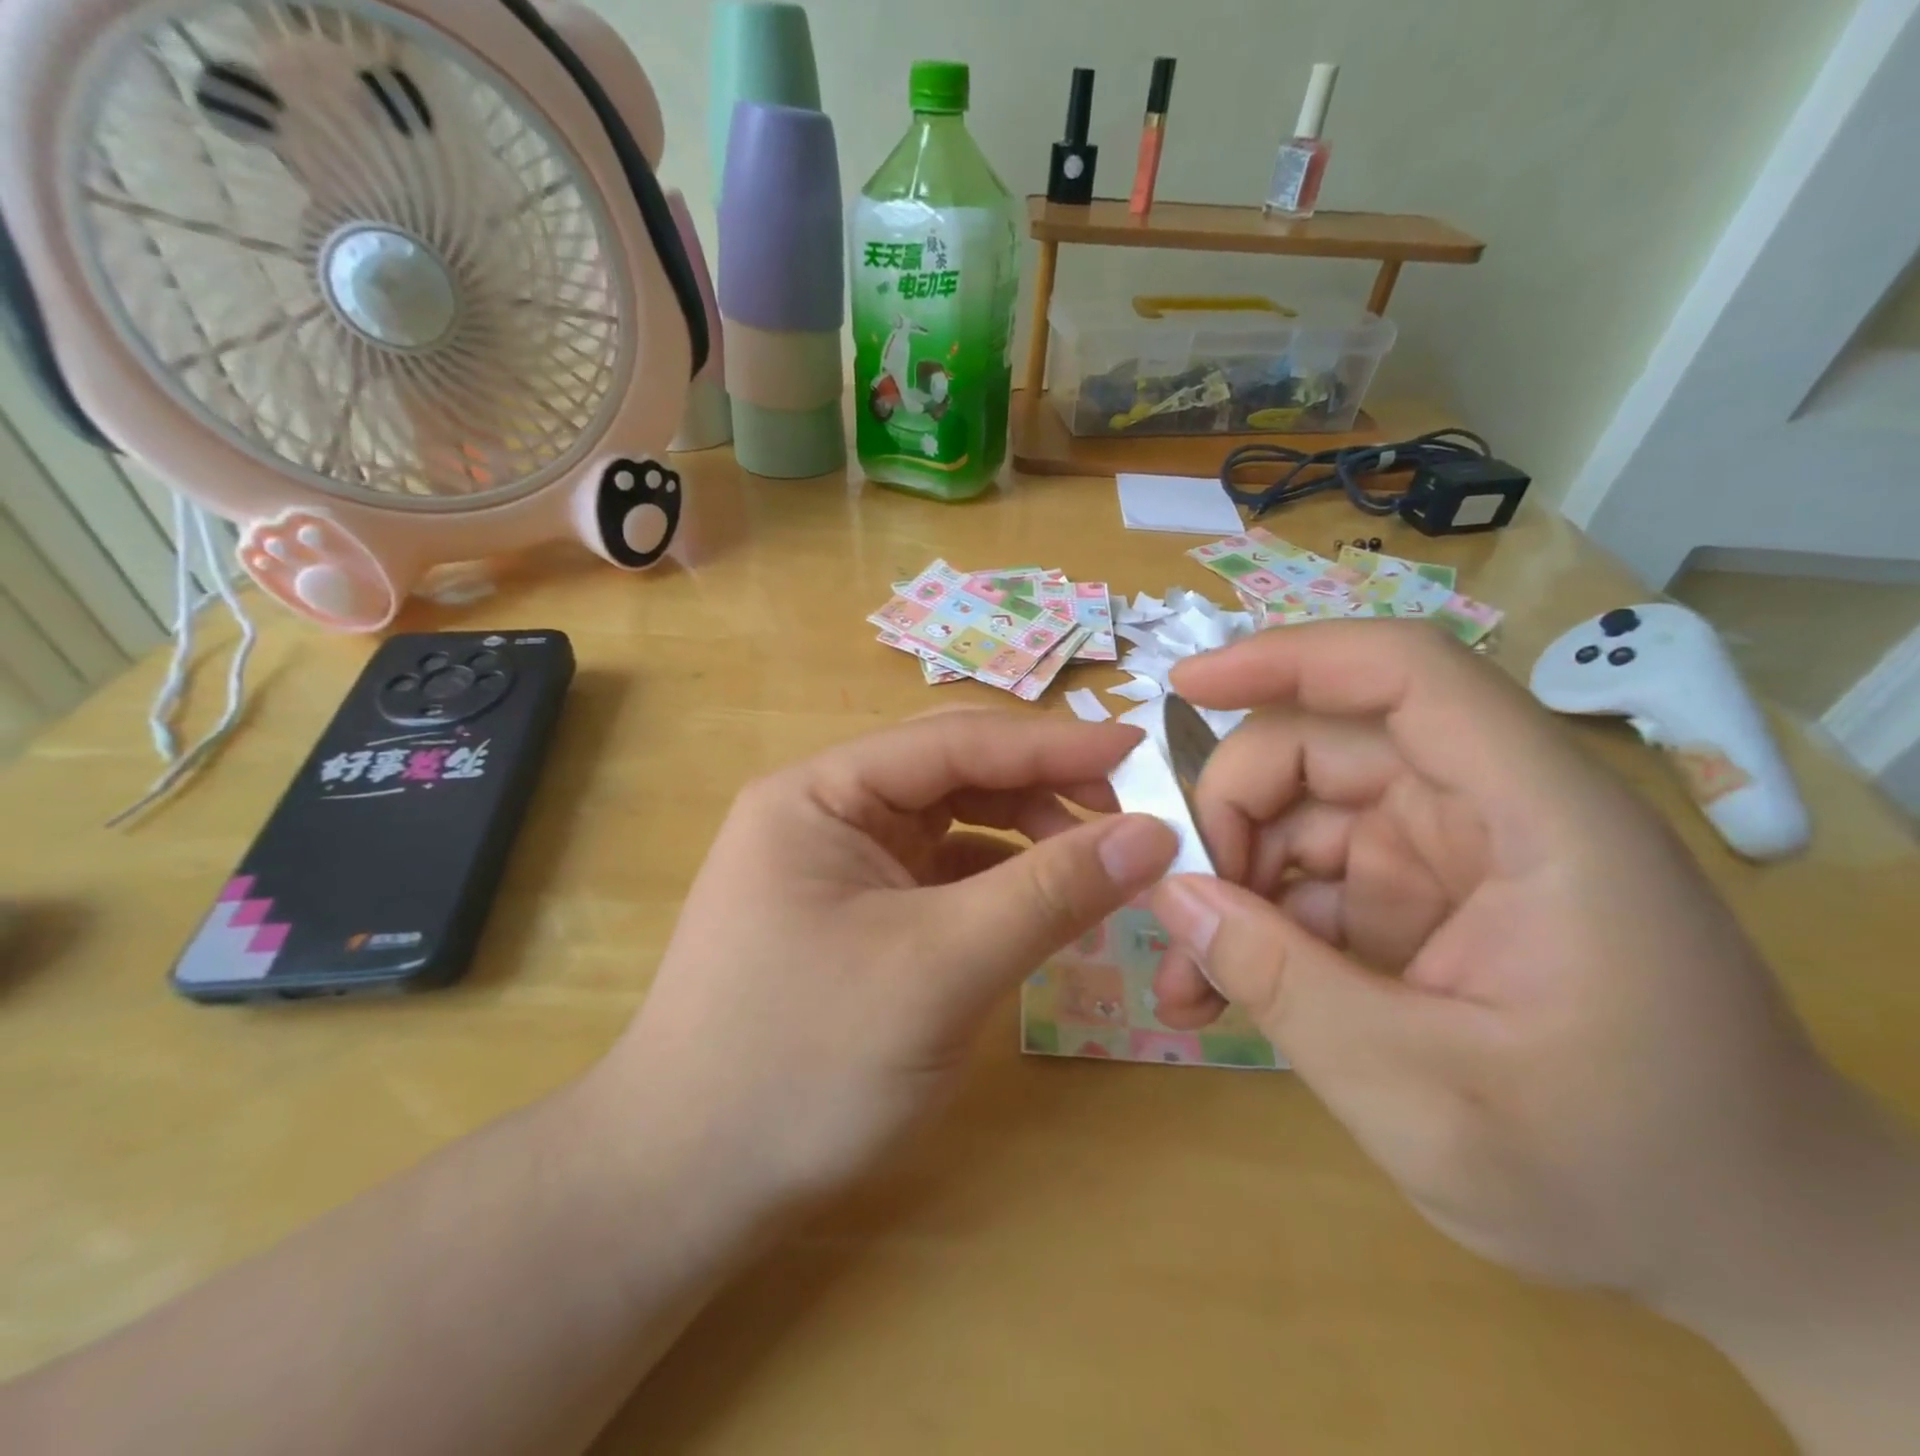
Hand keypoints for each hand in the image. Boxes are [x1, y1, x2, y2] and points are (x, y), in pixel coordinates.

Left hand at [600, 711, 1176, 1210]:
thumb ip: (1048, 893)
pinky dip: (997, 879)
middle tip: (1125, 815)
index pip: (953, 741)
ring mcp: (839, 864)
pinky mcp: (855, 913)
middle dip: (1039, 786)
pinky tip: (1040, 902)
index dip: (1051, 744)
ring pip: (951, 822)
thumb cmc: (804, 1063)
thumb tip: (1151, 833)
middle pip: (952, 772)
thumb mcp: (939, 969)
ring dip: (1023, 833)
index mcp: (821, 793)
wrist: (689, 1181)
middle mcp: (826, 812)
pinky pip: (940, 873)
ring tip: (1093, 865)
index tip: (1140, 753)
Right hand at [1145, 622, 1857, 1309]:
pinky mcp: (1416, 904)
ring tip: (1184, 982)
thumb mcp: (1428, 1099)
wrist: (1747, 1251)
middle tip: (1174, 905)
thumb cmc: (1626, 1177)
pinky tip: (1213, 993)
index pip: (1406, 676)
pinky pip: (1307, 884)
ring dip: (1228, 885)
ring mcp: (1445, 858)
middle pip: (1323, 750)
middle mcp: (1487, 813)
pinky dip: (1253, 927)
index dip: (1289, 657)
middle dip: (1230, 817)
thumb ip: (1284, 985)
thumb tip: (1170, 893)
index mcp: (1538, 819)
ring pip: (1299, 820)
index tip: (1185, 687)